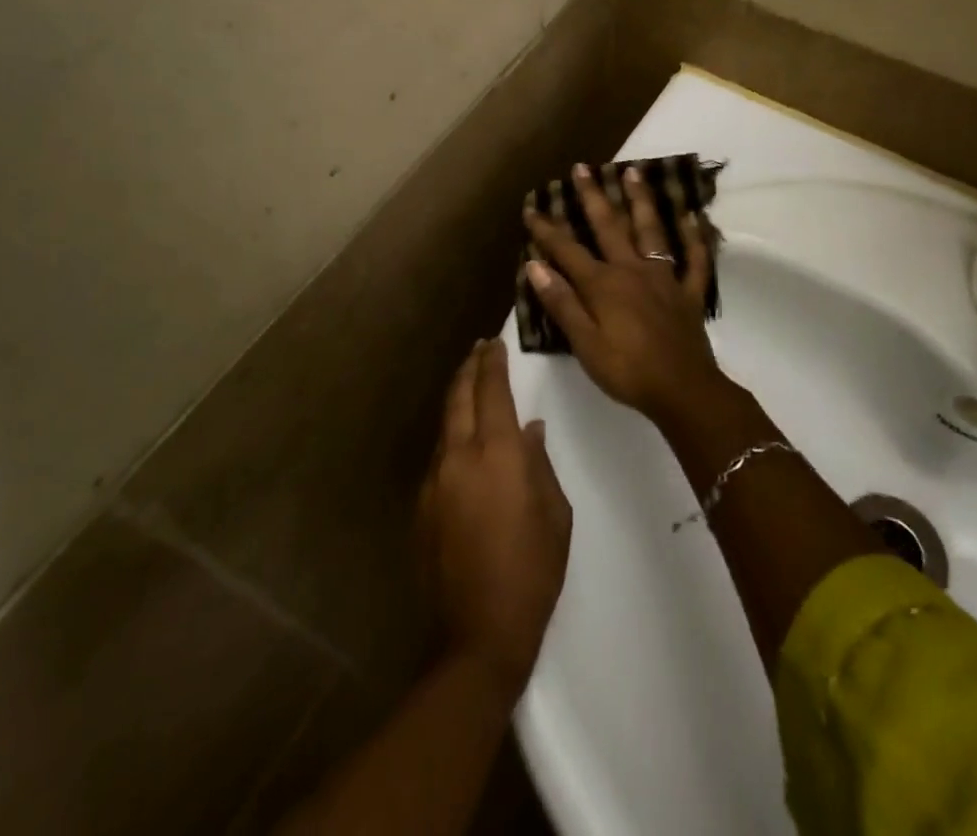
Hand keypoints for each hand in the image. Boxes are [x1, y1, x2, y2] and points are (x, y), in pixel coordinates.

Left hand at [419, 340, 571, 696]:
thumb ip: (539, 463)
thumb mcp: (555, 513)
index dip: (493, 363)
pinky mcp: (422, 506)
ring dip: (458, 401)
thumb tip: (529, 431)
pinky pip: (439, 457)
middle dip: (469, 369)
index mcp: (497, 454)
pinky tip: (464, 444)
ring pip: (445, 426)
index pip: (492, 391)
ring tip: (471, 387)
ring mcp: (434, 481)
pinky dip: (452, 437)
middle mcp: (459, 457)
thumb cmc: (532, 570)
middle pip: (459, 397)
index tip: (495, 342)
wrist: (479, 633)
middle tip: (478, 350)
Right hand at [524, 162, 723, 422]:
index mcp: (603, 285)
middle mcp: (632, 270)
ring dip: (641, 201)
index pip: (568, 250)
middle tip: (582, 168)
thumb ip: (562, 303)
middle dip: (593, 197)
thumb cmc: (627, 370)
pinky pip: (694, 260)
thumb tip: (536, 266)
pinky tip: (693, 217)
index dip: (548, 229)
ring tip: (634, 172)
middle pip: (609, 227)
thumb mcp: (584, 344)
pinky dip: (694, 237)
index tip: (532, 207)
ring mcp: (664, 278)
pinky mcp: (688, 293)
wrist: (683, 390)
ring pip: (651, 231)